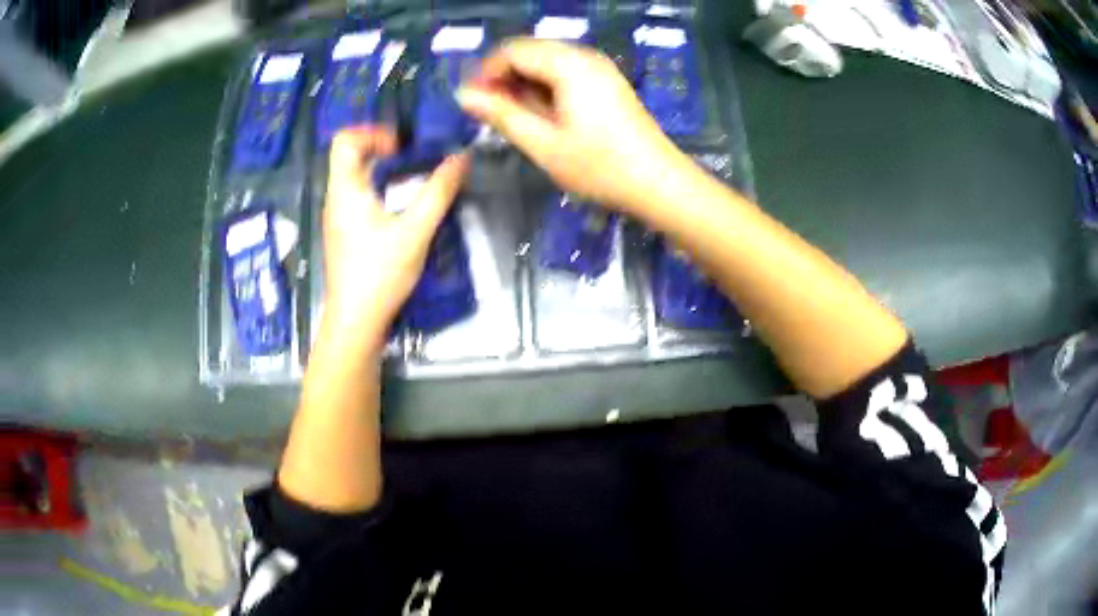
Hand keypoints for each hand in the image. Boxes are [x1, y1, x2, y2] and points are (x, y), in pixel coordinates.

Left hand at [322, 127, 469, 343]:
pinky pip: (357, 197)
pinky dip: (378, 189)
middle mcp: (336, 199)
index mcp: (345, 190)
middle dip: (381, 147)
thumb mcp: (416, 231)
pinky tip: (400, 208)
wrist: (356, 322)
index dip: (373, 133)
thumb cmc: (379, 274)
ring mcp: (337, 218)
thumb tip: (461, 158)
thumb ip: (439, 192)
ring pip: (352, 177)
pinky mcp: (344, 235)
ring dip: (380, 169)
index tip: (402, 146)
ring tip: (411, 177)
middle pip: (348, 156)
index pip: (345, 140)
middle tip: (412, 155)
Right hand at [456, 38, 685, 211]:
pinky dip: (545, 88)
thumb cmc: (599, 167)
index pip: (512, 50)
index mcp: (568, 64)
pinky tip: (543, 115)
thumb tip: (464, 96)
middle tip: (490, 113)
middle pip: (529, 52)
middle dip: (504, 77)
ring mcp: (600, 68)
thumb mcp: (542, 144)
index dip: (486, 73)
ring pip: (546, 62)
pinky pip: (565, 73)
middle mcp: (584, 56)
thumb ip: (501, 115)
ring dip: (524, 84)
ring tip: (515, 119)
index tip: (471, 102)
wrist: (658, 183)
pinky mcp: (607, 82)